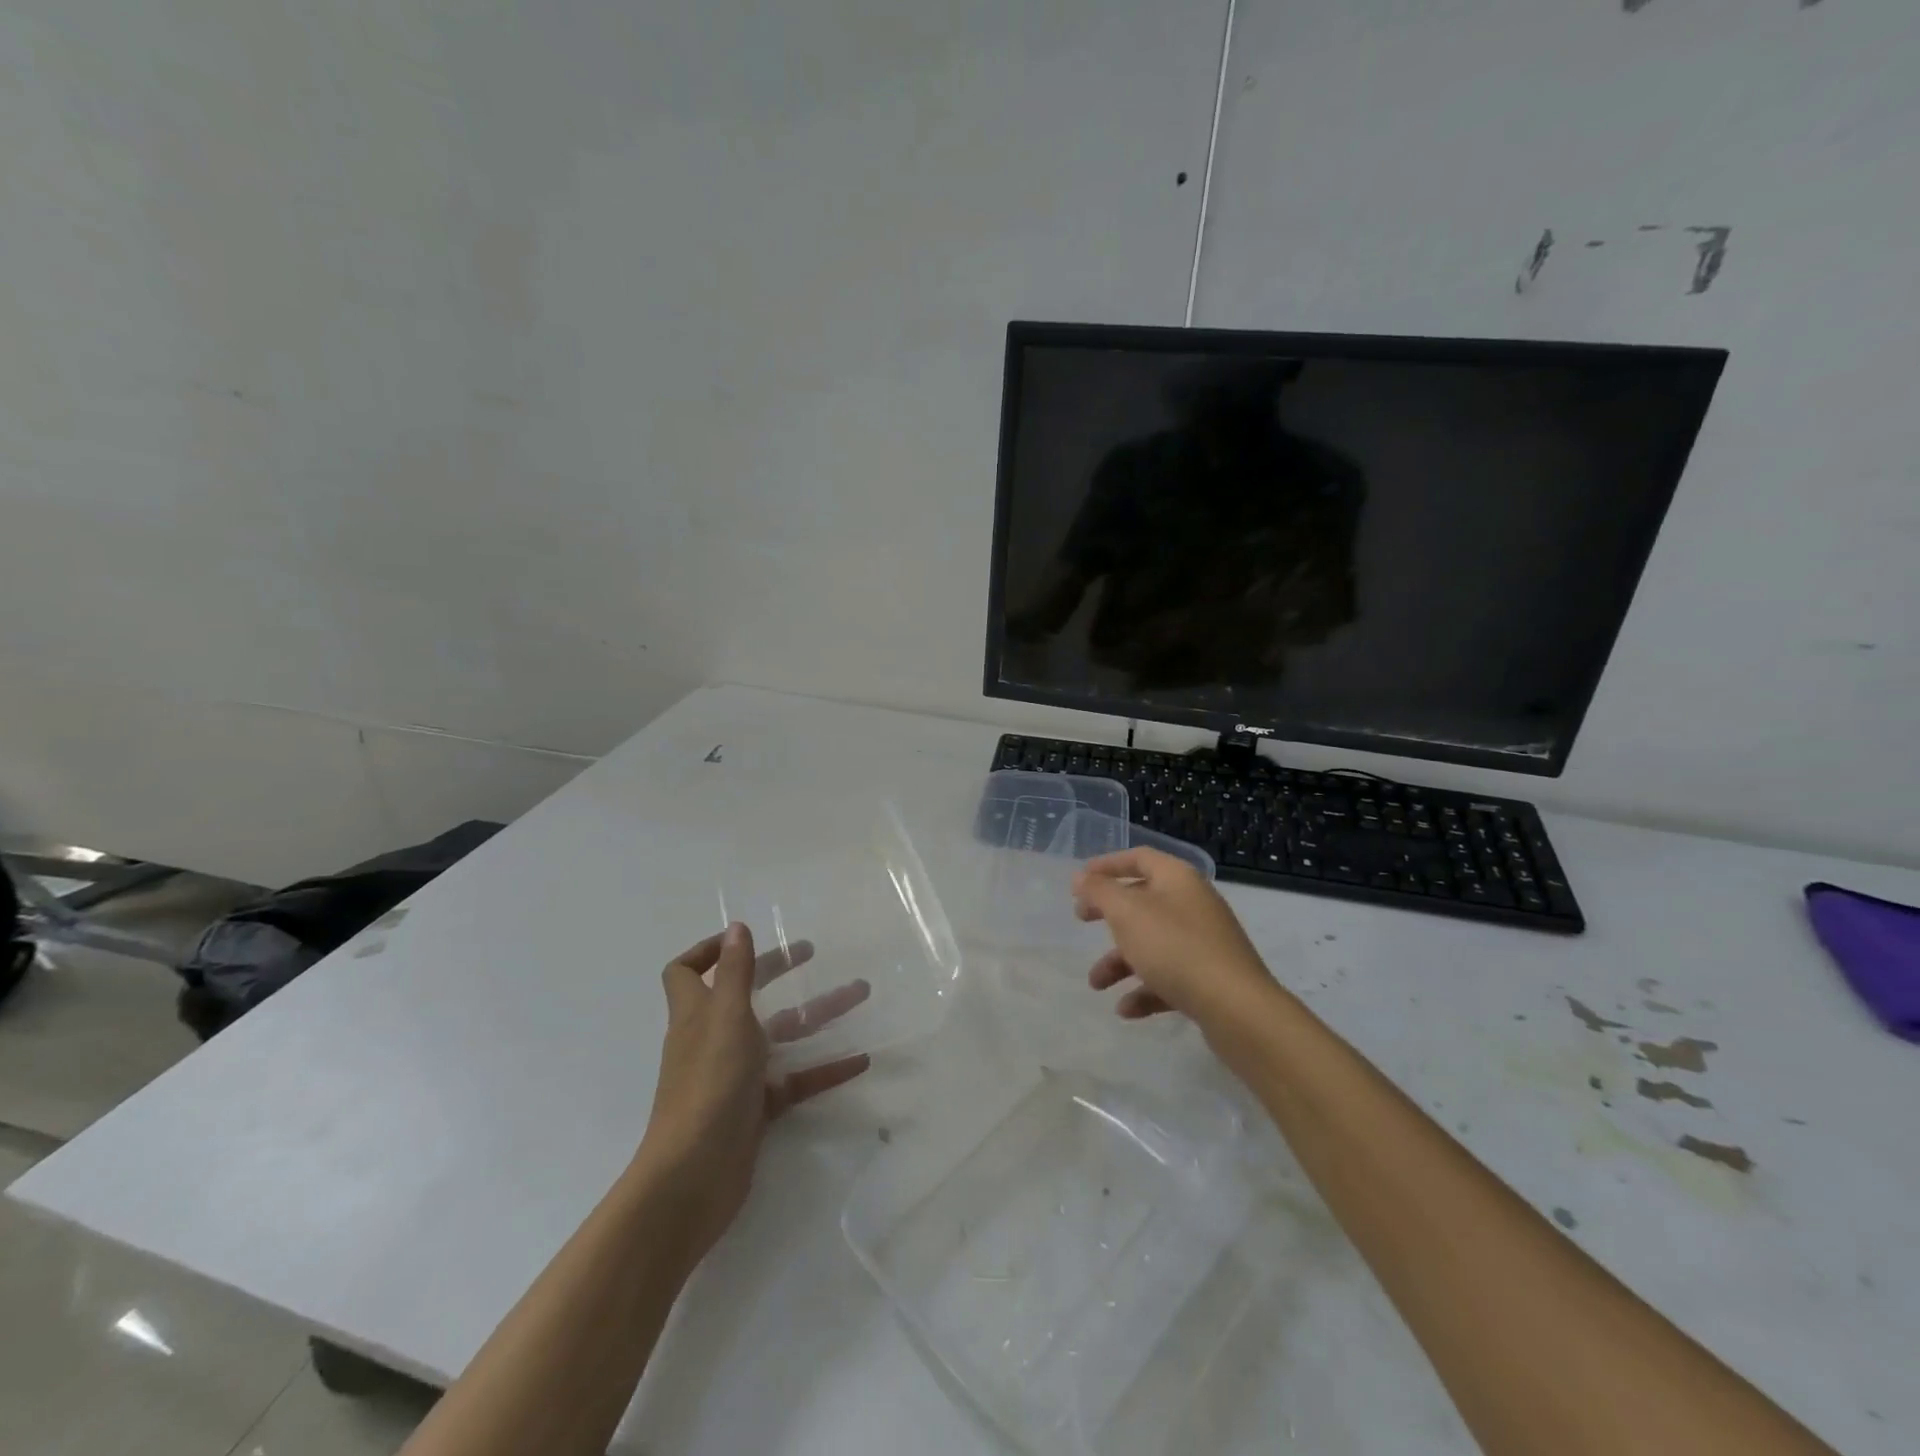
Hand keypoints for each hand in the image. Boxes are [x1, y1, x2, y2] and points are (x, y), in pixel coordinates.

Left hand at [636, 924, 869, 1266]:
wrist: (694, 1176)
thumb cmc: (708, 1083)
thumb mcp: (726, 1017)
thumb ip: (735, 972)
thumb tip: (736, 927)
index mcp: (698, 1012)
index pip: (688, 972)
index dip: (708, 950)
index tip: (746, 939)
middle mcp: (714, 1038)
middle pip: (746, 994)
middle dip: (778, 970)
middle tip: (812, 953)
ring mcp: (735, 1074)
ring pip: (780, 1034)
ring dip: (818, 1013)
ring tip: (860, 994)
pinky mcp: (756, 1108)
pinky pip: (796, 1079)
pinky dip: (826, 1068)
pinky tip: (860, 1060)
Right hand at [1072, 847, 1277, 1033]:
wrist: (1237, 1008)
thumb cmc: (1175, 948)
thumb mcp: (1127, 913)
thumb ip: (1100, 892)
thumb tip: (1081, 876)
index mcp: (1178, 879)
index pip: (1139, 858)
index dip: (1107, 865)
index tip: (1080, 880)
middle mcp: (1193, 904)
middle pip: (1143, 900)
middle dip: (1109, 913)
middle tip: (1081, 920)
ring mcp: (1204, 942)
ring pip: (1153, 943)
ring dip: (1120, 961)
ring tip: (1097, 985)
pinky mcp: (1210, 978)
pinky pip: (1169, 977)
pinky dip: (1145, 989)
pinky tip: (1126, 1009)